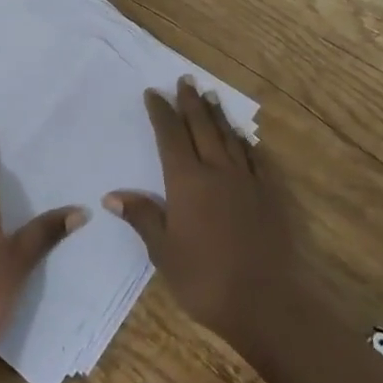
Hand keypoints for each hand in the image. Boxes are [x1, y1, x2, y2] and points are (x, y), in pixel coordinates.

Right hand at [104, 77, 302, 352]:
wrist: (267, 302)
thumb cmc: (206, 279)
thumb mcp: (164, 253)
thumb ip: (143, 218)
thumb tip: (113, 195)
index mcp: (187, 181)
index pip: (170, 136)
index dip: (161, 112)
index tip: (153, 93)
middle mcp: (217, 171)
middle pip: (201, 127)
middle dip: (190, 102)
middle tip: (185, 80)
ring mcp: (246, 181)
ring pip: (228, 137)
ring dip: (217, 115)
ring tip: (210, 95)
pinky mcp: (269, 195)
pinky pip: (254, 158)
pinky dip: (245, 142)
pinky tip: (243, 137)